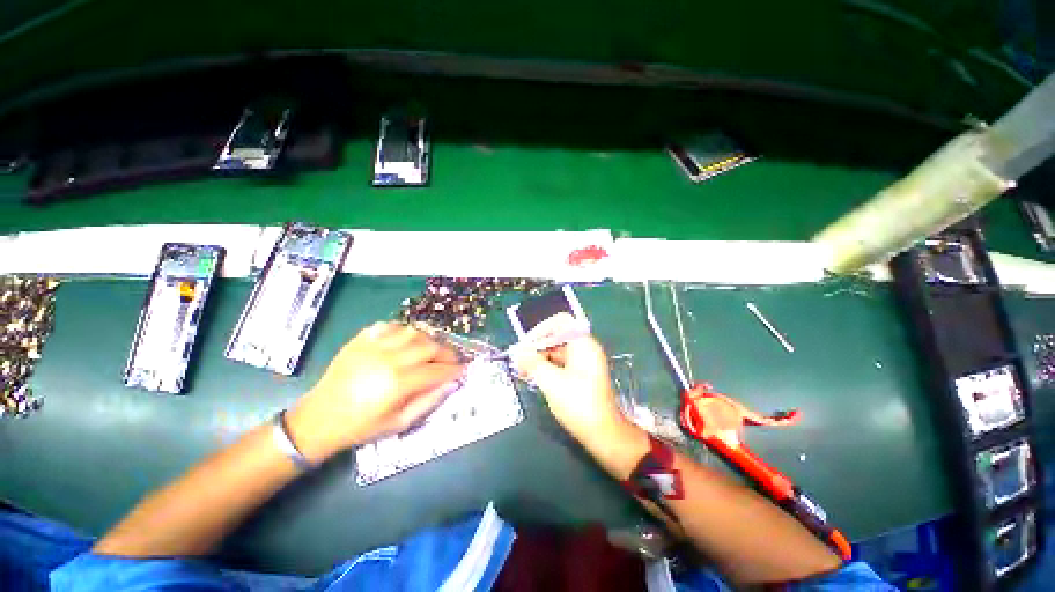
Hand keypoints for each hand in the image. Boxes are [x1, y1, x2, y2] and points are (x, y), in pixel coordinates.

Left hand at [286, 322, 464, 462]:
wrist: (318, 419)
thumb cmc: (362, 426)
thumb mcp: (399, 424)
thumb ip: (429, 401)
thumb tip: (452, 383)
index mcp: (398, 383)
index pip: (438, 370)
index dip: (455, 369)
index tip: (464, 369)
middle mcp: (389, 359)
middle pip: (430, 346)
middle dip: (447, 352)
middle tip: (452, 359)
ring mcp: (373, 346)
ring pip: (413, 332)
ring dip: (428, 339)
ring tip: (431, 350)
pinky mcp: (361, 340)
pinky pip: (390, 326)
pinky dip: (403, 331)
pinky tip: (406, 341)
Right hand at [510, 316, 625, 444]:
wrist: (604, 434)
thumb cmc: (579, 404)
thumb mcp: (551, 382)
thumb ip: (533, 363)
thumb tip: (517, 351)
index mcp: (583, 344)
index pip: (561, 322)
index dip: (541, 329)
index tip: (526, 344)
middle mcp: (585, 348)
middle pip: (558, 337)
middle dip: (538, 346)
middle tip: (520, 360)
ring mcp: (585, 362)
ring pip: (558, 351)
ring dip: (541, 358)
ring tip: (524, 370)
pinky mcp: (582, 374)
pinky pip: (562, 363)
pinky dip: (548, 367)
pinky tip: (535, 377)